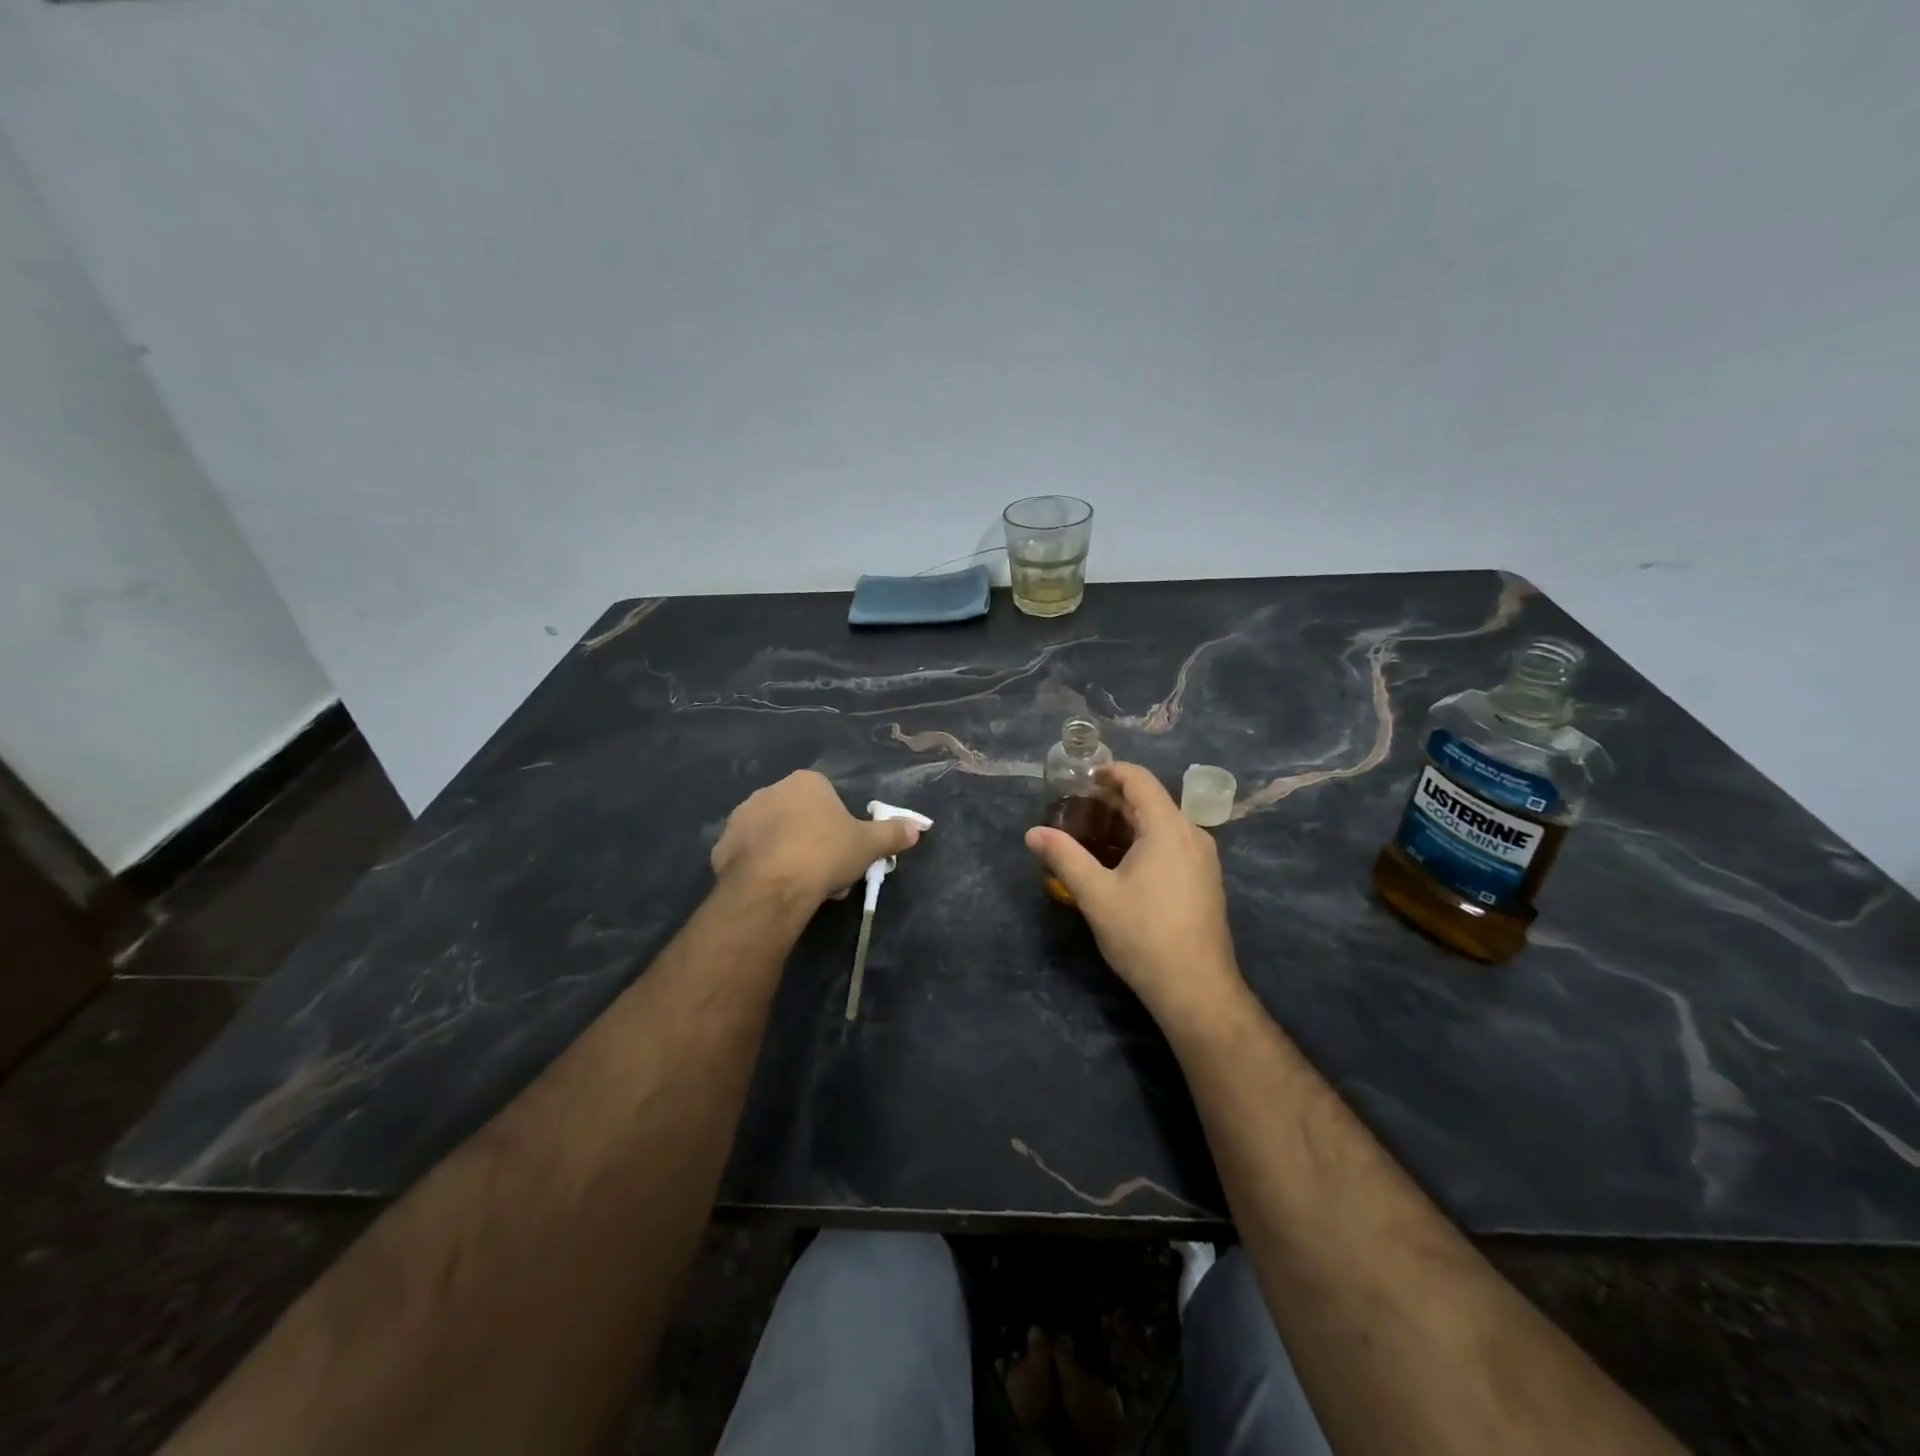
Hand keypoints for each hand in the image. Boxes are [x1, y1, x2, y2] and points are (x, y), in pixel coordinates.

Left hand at [712, 771, 921, 907]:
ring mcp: (742, 816)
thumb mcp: (868, 845)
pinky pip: (748, 854)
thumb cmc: (825, 854)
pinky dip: (760, 866)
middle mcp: (770, 790)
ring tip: (798, 883)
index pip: (827, 797)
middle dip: (810, 838)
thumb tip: (918, 827)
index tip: (843, 851)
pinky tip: (772, 887)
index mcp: (806, 782)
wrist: (772, 885)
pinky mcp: (722, 845)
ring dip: (784, 851)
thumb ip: (892, 833)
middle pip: (798, 814)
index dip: (838, 825)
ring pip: (772, 833)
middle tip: (824, 870)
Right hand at [1025, 762, 1242, 1025]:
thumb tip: (1032, 832)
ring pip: (1164, 824)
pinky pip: (1174, 844)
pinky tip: (1123, 863)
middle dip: (1114, 799)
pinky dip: (1146, 840)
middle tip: (1078, 809)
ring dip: (1129, 821)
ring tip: (1094, 834)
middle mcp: (1192, 834)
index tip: (1080, 779)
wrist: (1196, 988)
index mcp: (1168, 828)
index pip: (1140, 780)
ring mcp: (1203, 859)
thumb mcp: (1095, 895)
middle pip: (1152, 800)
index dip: (1110, 772)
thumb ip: (1064, 856)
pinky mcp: (1206, 880)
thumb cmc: (1143, 935)